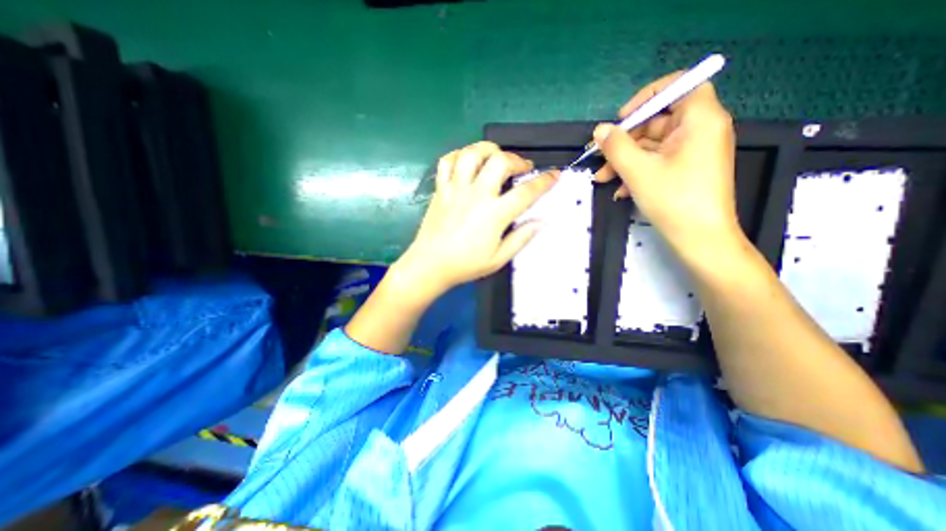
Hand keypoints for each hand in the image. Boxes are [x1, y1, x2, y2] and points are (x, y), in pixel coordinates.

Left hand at [394, 141, 556, 298]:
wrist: (430, 265)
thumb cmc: (465, 265)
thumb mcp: (498, 259)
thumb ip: (521, 238)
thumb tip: (541, 222)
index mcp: (494, 214)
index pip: (526, 192)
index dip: (544, 182)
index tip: (554, 175)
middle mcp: (476, 195)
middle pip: (500, 162)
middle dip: (517, 160)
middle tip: (522, 168)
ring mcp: (456, 189)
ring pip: (472, 154)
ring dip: (489, 149)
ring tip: (496, 157)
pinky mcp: (441, 189)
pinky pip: (447, 161)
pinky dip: (459, 155)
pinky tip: (467, 162)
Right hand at [593, 70, 742, 260]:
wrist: (699, 239)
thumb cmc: (673, 199)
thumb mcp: (638, 170)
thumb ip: (616, 146)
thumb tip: (599, 130)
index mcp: (699, 120)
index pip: (679, 86)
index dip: (647, 97)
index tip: (622, 118)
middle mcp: (700, 130)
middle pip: (658, 121)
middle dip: (625, 141)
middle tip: (601, 157)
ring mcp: (693, 152)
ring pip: (653, 146)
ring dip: (625, 160)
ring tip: (602, 179)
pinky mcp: (686, 170)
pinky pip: (658, 162)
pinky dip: (637, 172)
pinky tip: (619, 190)